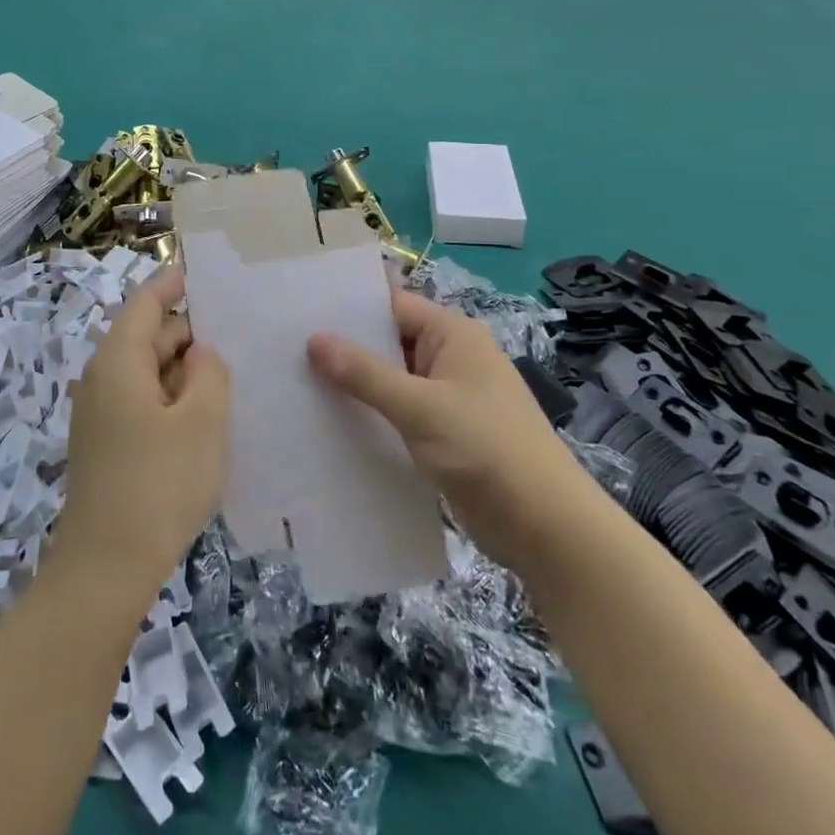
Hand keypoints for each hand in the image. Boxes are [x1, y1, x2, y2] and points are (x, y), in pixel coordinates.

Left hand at [53, 265, 231, 596]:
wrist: (105, 566)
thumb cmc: (159, 484)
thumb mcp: (201, 422)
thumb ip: (208, 373)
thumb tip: (199, 352)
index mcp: (118, 361)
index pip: (145, 303)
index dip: (172, 284)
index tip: (200, 271)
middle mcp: (100, 379)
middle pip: (145, 336)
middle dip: (186, 332)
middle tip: (234, 332)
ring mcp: (98, 413)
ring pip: (144, 372)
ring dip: (181, 369)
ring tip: (226, 373)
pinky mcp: (103, 443)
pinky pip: (139, 401)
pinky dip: (169, 396)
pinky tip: (201, 415)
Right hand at [307, 289, 587, 564]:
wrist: (547, 528)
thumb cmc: (487, 450)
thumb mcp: (420, 407)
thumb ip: (364, 374)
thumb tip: (313, 340)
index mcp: (453, 334)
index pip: (391, 306)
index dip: (347, 309)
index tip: (298, 313)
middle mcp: (451, 358)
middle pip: (388, 342)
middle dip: (344, 348)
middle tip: (286, 350)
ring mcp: (448, 397)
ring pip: (391, 380)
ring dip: (354, 385)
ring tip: (297, 384)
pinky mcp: (444, 433)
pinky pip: (398, 412)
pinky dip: (370, 414)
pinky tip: (330, 423)